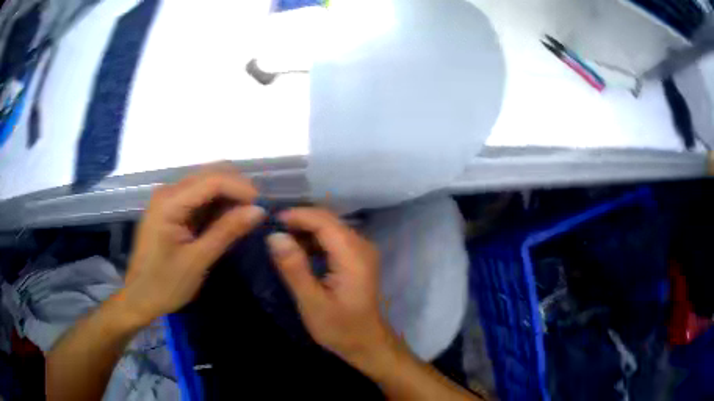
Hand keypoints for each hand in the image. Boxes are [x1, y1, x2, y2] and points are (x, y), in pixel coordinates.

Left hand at [121, 167, 265, 324]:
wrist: (139, 297)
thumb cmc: (165, 284)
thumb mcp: (198, 260)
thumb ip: (227, 232)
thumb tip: (258, 211)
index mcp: (170, 202)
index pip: (213, 180)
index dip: (241, 188)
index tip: (262, 207)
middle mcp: (168, 191)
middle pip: (210, 174)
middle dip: (236, 188)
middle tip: (254, 213)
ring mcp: (168, 198)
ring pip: (206, 182)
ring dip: (228, 195)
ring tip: (244, 217)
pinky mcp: (170, 208)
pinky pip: (199, 196)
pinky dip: (216, 204)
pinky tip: (226, 219)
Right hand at [267, 208, 399, 372]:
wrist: (367, 343)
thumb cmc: (340, 328)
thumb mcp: (312, 303)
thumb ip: (294, 268)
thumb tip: (274, 236)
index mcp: (353, 255)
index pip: (323, 221)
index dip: (297, 216)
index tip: (270, 221)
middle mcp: (361, 245)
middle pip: (327, 220)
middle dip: (299, 221)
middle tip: (271, 231)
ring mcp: (361, 251)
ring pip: (329, 227)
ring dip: (304, 230)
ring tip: (280, 241)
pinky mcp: (357, 258)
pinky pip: (333, 239)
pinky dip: (313, 240)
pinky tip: (297, 251)